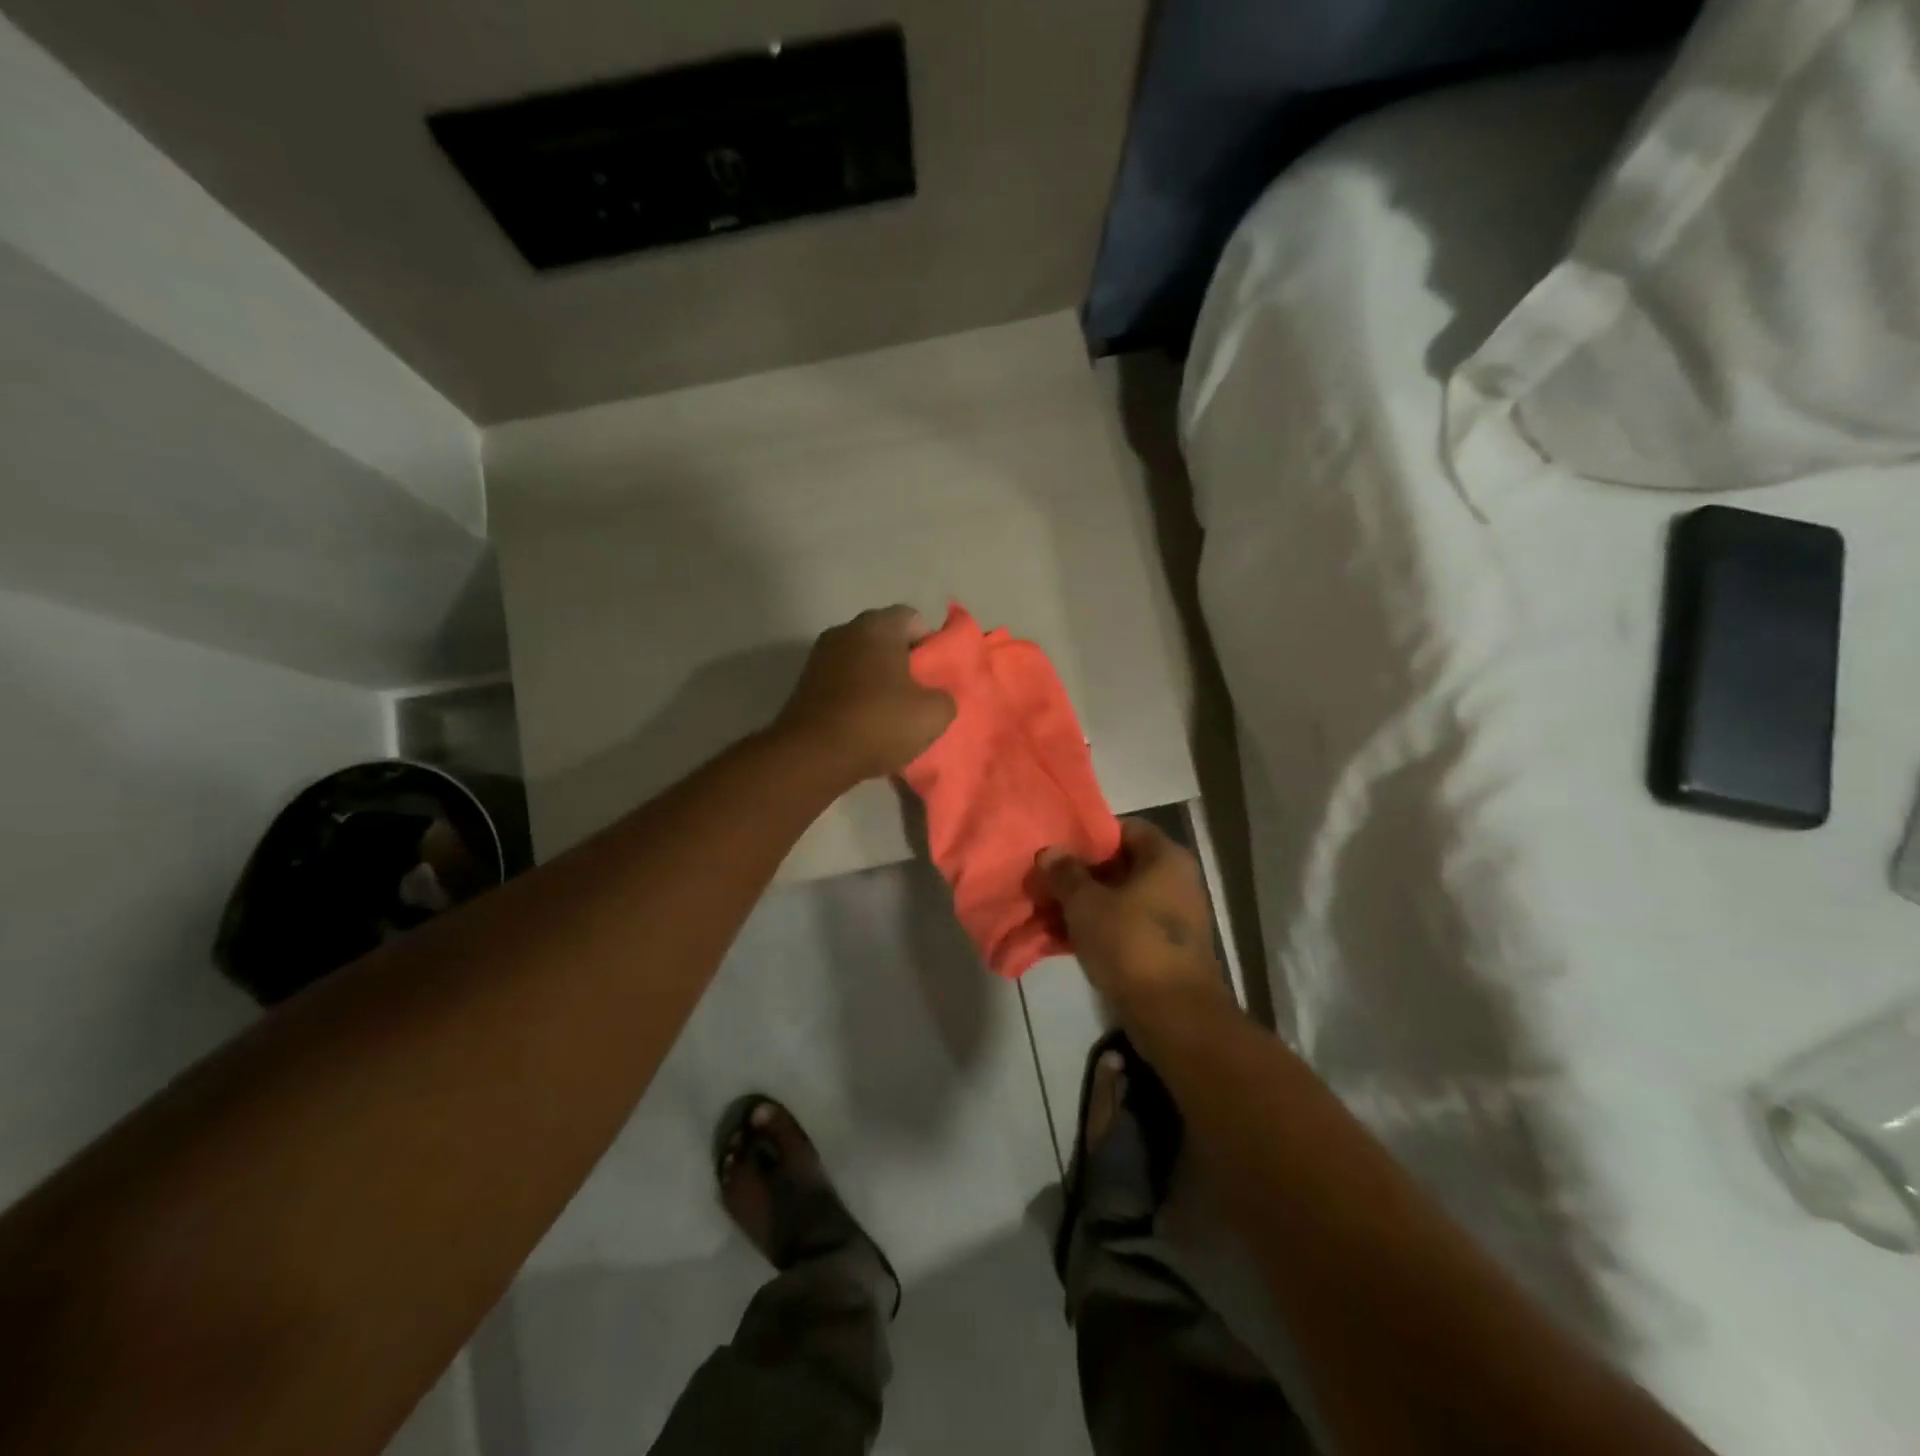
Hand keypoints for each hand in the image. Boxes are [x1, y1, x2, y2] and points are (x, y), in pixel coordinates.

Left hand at [774, 606, 955, 784]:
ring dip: (877, 681)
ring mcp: (819, 656)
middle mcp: (845, 631)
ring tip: (891, 715)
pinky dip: (855, 696)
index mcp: (878, 626)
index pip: (914, 619)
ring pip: (862, 661)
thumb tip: (936, 697)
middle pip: (885, 639)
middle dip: (904, 663)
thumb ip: (945, 697)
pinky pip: (842, 682)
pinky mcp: (804, 683)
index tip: (935, 676)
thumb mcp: (934, 715)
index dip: (930, 645)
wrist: (812, 756)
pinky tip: (864, 725)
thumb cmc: (878, 723)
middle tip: (918, 696)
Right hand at [1038, 818, 1231, 1029]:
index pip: (1126, 828)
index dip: (1090, 836)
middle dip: (1081, 875)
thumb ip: (1065, 873)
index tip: (1059, 850)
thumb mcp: (1086, 903)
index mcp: (1165, 858)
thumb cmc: (1130, 943)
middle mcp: (1176, 881)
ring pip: (1120, 899)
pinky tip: (1064, 940)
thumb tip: (1050, 852)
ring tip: (1048, 913)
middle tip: (1047, 883)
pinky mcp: (1166, 949)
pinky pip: (1126, 927)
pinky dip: (1099, 930)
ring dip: (1085, 906)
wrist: (1174, 1015)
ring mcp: (1173, 917)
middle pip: (1121, 865)